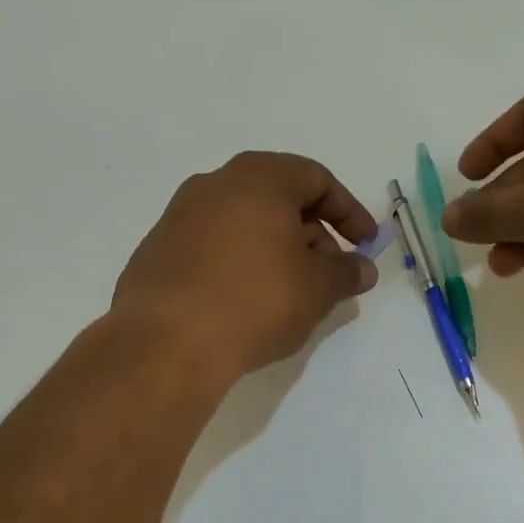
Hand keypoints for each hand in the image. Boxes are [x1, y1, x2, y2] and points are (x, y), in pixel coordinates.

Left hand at [113, 151, 378, 380]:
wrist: (166, 343)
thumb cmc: (255, 301)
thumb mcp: (318, 288)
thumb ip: (347, 272)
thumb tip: (362, 268)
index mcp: (259, 178)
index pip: (316, 179)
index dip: (349, 211)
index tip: (365, 244)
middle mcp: (215, 184)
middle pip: (279, 197)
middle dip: (313, 232)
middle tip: (330, 272)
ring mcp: (180, 216)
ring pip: (245, 222)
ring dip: (277, 248)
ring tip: (292, 291)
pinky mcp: (158, 250)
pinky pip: (215, 246)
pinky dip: (242, 262)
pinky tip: (248, 301)